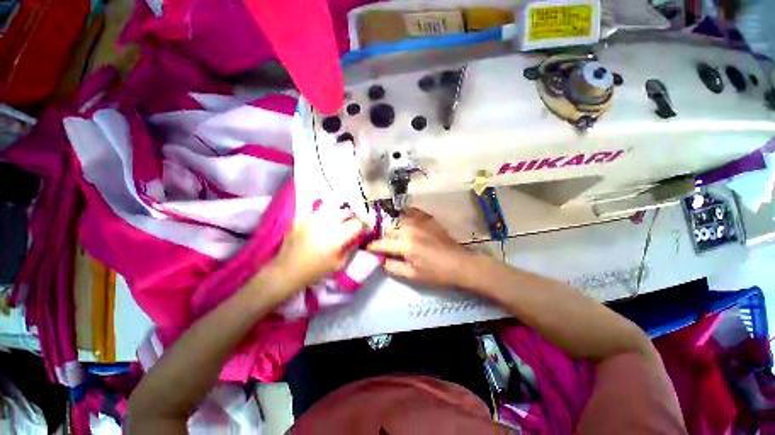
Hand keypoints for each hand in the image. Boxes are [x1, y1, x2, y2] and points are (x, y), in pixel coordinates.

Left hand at [268, 209, 365, 298]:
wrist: (287, 270)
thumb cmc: (315, 271)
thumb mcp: (339, 263)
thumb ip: (351, 248)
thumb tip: (358, 237)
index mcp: (337, 237)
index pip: (357, 223)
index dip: (363, 225)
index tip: (363, 228)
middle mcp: (326, 224)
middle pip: (346, 212)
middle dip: (350, 219)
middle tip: (349, 226)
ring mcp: (312, 219)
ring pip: (332, 212)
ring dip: (337, 218)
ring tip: (334, 227)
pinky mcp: (302, 218)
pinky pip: (318, 214)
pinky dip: (323, 220)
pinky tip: (319, 229)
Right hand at [367, 208, 479, 287]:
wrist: (459, 263)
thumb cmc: (435, 273)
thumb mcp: (412, 275)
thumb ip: (392, 266)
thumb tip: (380, 259)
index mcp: (404, 245)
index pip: (381, 243)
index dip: (372, 246)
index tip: (367, 248)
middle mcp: (409, 229)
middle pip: (388, 230)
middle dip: (384, 238)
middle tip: (386, 246)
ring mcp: (419, 221)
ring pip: (397, 220)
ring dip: (394, 228)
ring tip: (397, 236)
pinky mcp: (427, 218)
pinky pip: (411, 212)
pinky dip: (405, 216)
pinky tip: (405, 221)